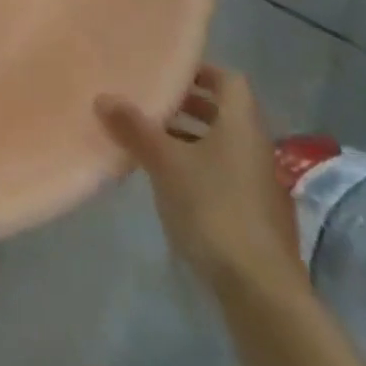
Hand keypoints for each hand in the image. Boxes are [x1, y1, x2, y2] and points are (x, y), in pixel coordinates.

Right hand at [96, 65, 304, 294]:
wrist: (261, 293)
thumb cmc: (213, 208)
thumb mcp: (164, 162)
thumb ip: (134, 127)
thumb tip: (103, 96)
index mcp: (242, 126)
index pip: (229, 80)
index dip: (200, 71)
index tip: (167, 72)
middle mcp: (256, 149)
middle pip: (224, 113)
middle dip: (188, 105)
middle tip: (151, 101)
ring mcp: (260, 187)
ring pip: (223, 147)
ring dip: (190, 139)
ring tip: (150, 140)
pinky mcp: (256, 219)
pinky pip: (225, 177)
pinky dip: (199, 169)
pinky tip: (169, 183)